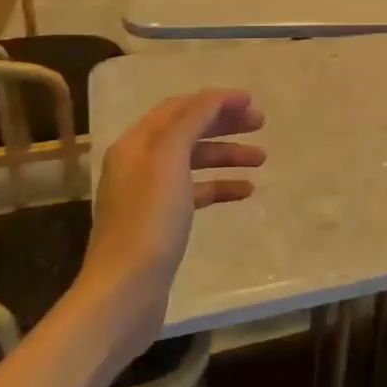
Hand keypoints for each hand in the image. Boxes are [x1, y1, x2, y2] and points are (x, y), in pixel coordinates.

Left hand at [84, 89, 264, 314]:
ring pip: (194, 161)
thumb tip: (215, 96)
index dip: (215, 100)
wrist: (125, 291)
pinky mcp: (161, 222)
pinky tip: (245, 191)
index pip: (179, 107)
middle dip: (224, 124)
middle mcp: (139, 163)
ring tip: (261, 159)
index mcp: (136, 144)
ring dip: (227, 155)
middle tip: (261, 124)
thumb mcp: (170, 159)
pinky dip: (220, 186)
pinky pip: (195, 191)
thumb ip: (192, 121)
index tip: (251, 102)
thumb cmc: (149, 220)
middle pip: (187, 131)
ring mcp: (149, 194)